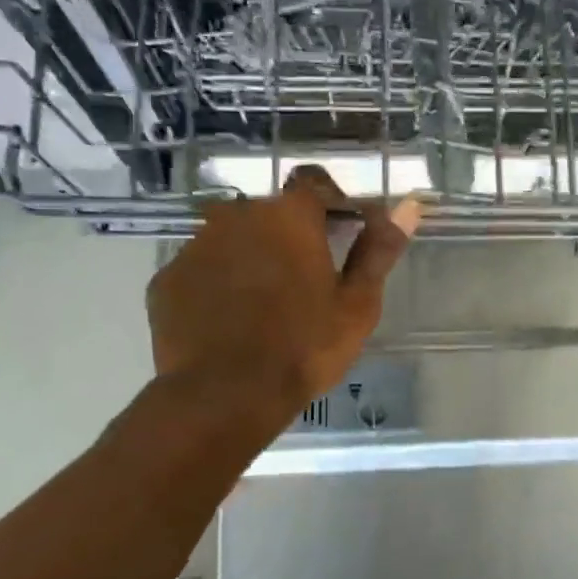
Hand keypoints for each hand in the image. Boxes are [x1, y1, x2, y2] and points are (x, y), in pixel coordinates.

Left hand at [146, 166, 420, 425]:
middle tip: (307, 279)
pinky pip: (201, 270)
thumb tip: (410, 206)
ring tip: (266, 304)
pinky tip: (230, 320)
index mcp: (289, 216)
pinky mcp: (167, 279)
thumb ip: (379, 250)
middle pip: (271, 213)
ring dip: (252, 256)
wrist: (225, 395)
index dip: (332, 203)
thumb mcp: (357, 304)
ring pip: (232, 239)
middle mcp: (237, 216)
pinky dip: (218, 284)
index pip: (314, 183)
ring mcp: (195, 246)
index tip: (344, 232)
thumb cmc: (305, 347)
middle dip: (291, 234)